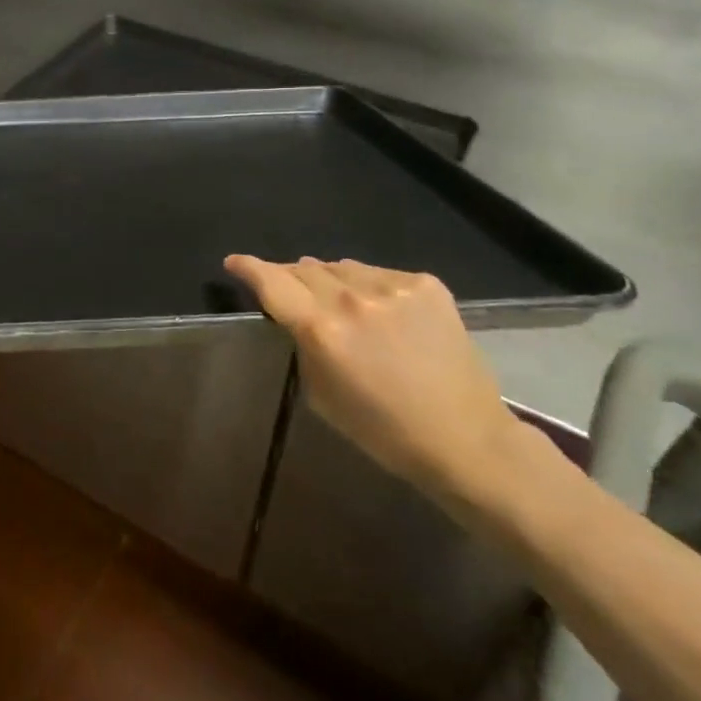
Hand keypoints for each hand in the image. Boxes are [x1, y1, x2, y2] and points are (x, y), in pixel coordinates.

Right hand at [224, 256, 527, 510]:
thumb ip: (302, 344)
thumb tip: (297, 312)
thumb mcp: (321, 393)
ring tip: (334, 300)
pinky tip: (378, 310)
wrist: (466, 439)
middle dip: (288, 276)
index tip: (234, 262)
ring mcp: (393, 287)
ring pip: (341, 267)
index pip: (272, 283)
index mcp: (322, 330)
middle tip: (287, 290)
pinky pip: (378, 273)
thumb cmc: (383, 430)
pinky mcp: (425, 284)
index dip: (248, 268)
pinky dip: (367, 285)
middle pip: (304, 269)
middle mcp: (353, 299)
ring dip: (328, 279)